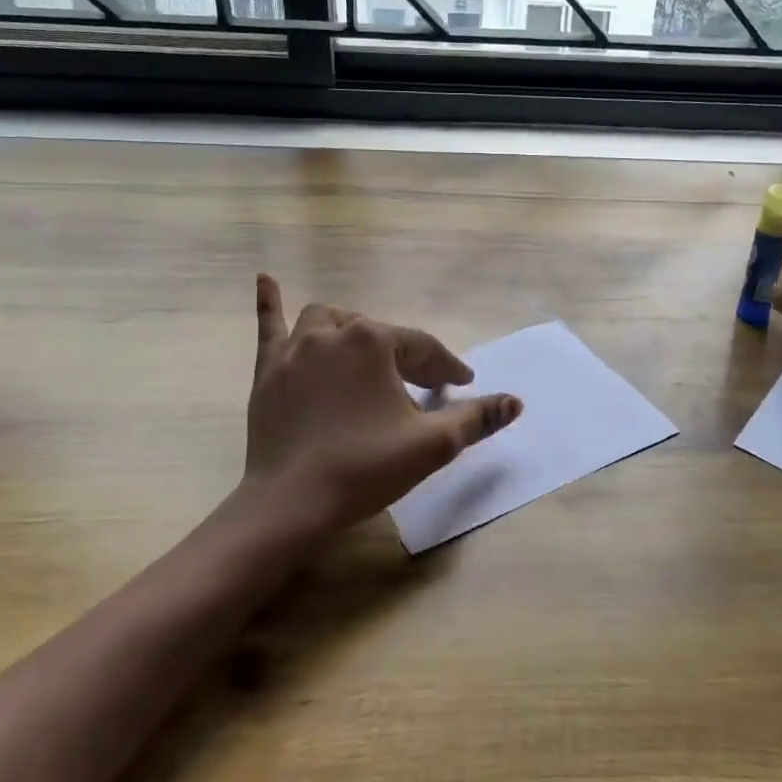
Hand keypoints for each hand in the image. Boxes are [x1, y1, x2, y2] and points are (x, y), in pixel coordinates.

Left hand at [229, 274, 522, 542]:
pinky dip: (270, 301)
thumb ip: (476, 418)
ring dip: (351, 330)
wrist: (291, 504)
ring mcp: (294, 350)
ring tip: (364, 351)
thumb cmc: (366, 467)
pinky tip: (266, 278)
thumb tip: (515, 402)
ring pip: (328, 322)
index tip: (463, 385)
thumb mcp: (433, 444)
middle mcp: (333, 333)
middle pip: (378, 335)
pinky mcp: (268, 371)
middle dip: (403, 355)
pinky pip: (269, 325)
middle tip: (419, 386)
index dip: (447, 368)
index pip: (421, 348)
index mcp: (373, 342)